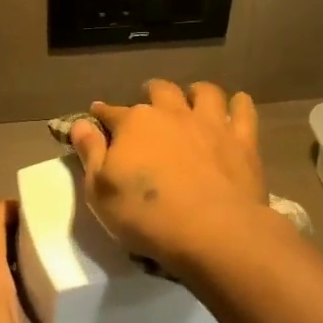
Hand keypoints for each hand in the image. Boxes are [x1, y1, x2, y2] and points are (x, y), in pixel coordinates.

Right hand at [69, 80, 268, 273]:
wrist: (213, 231)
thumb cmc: (146, 216)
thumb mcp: (100, 191)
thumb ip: (90, 153)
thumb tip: (80, 123)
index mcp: (134, 124)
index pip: (111, 113)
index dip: (101, 114)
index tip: (97, 115)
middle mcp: (172, 113)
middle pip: (160, 91)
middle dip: (150, 93)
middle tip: (148, 102)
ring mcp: (211, 124)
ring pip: (205, 92)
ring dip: (196, 92)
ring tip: (192, 99)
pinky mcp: (243, 140)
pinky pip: (243, 109)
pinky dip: (238, 105)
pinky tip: (236, 107)